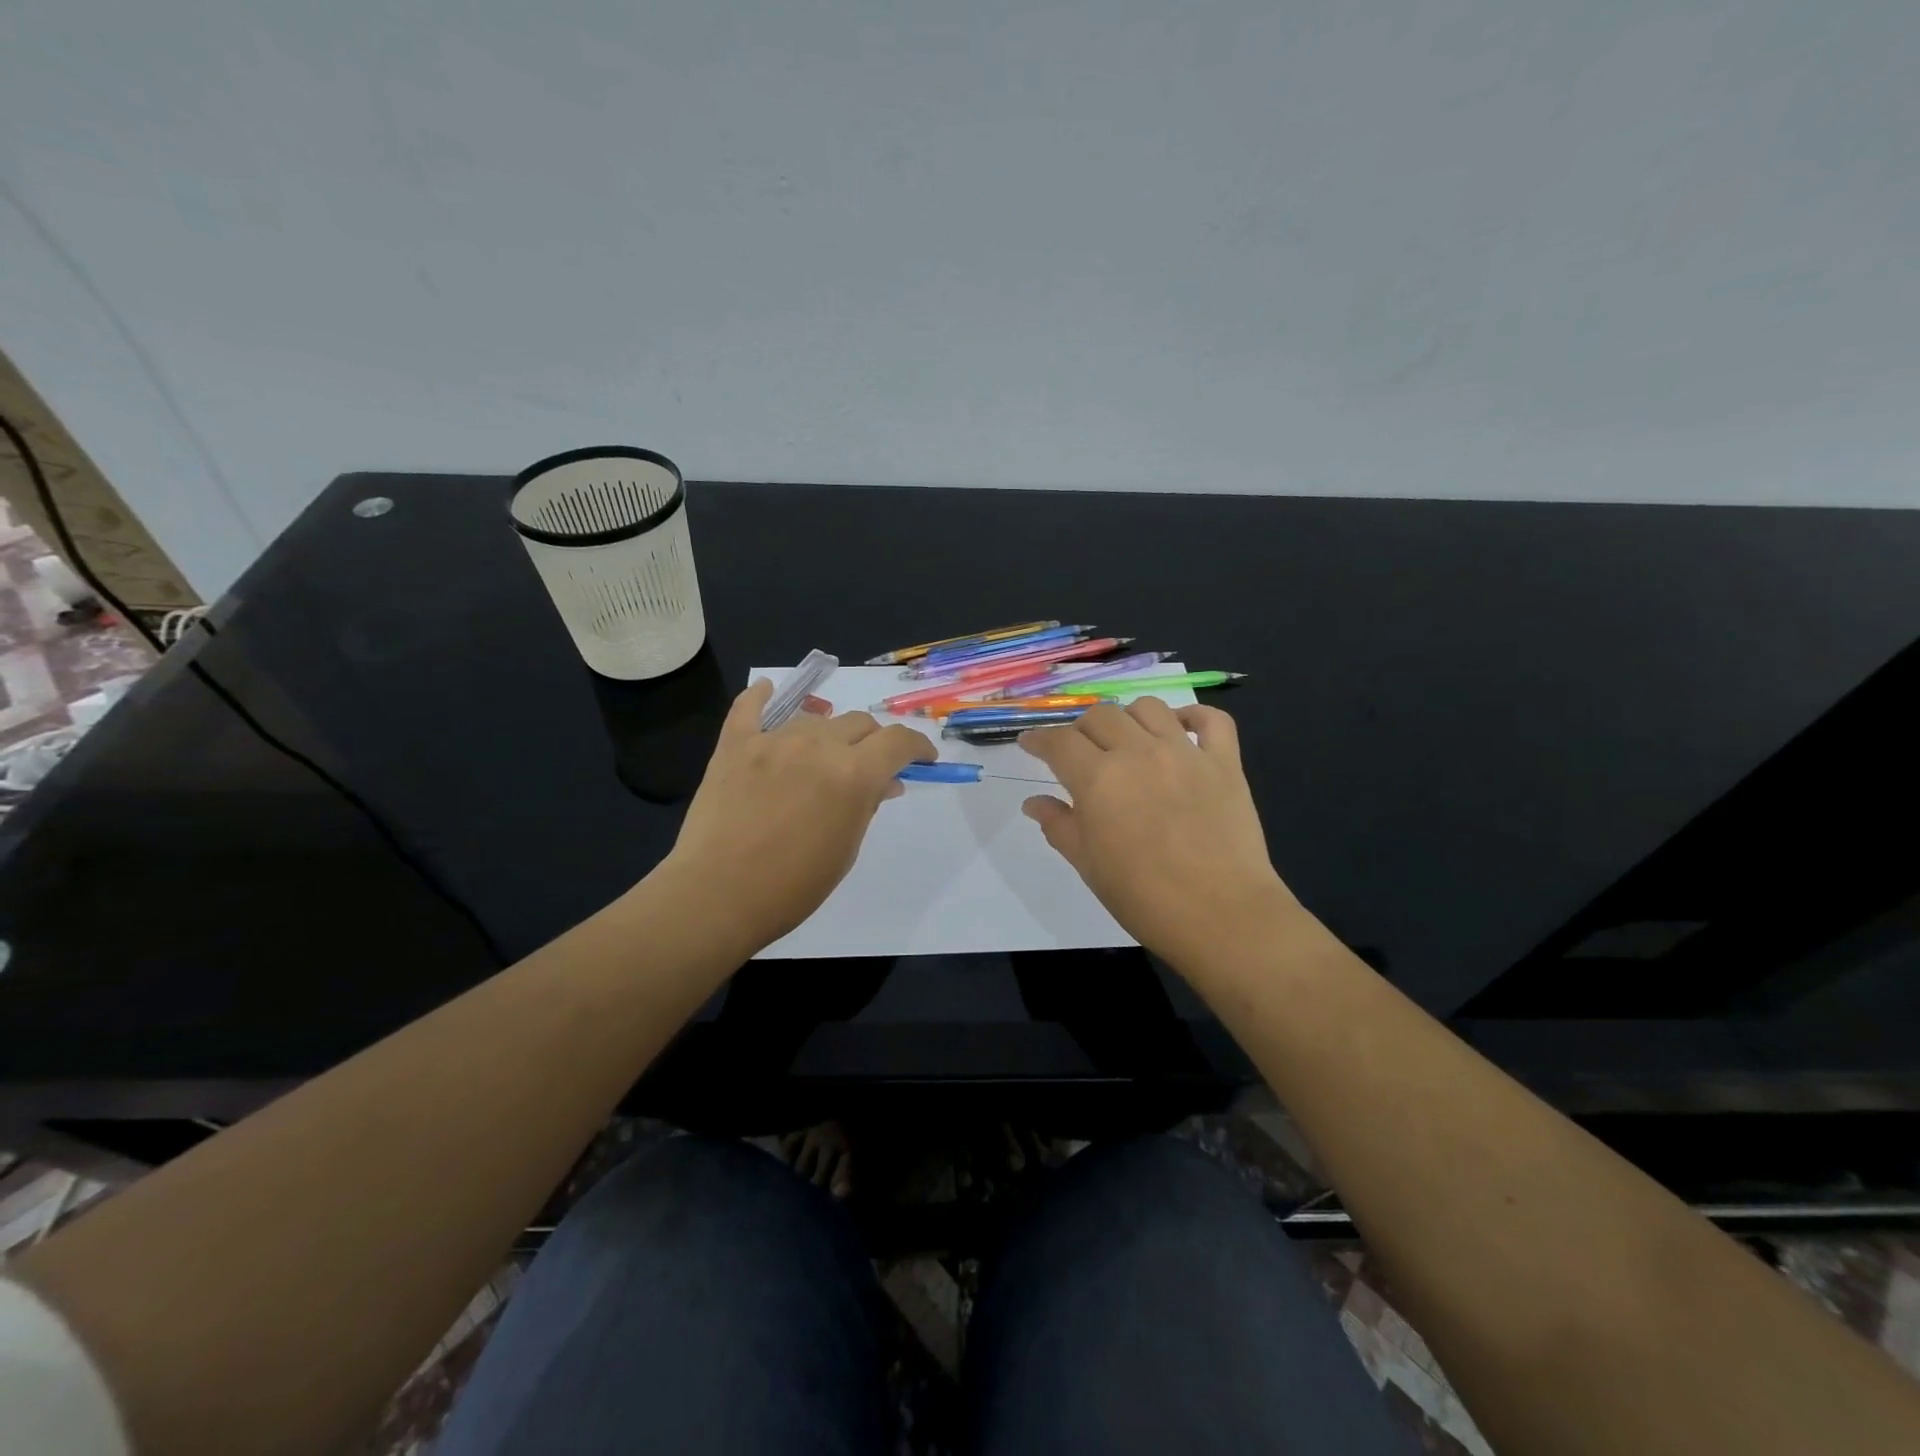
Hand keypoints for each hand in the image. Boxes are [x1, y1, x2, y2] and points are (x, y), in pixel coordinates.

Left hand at [659, 680, 935, 953]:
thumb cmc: (793, 886)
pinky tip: (768, 691)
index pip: (898, 741)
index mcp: (853, 773)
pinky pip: (749, 708)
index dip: (917, 746)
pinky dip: (761, 698)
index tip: (923, 758)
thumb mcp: (846, 849)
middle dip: (874, 742)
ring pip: (815, 720)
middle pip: (859, 724)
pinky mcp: (735, 745)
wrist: (717, 896)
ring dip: (829, 735)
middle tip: (870, 766)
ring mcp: (773, 740)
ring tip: (822, 758)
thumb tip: (884, 783)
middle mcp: (817, 745)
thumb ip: (867, 805)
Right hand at [1018, 700, 1295, 973]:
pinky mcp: (1225, 763)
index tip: (1030, 743)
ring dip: (1129, 718)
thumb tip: (1034, 803)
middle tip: (1080, 753)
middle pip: (1101, 715)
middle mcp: (1139, 753)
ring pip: (1149, 707)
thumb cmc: (1143, 897)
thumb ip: (1059, 825)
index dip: (1039, 740)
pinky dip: (1194, 717)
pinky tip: (1182, 730)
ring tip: (1127, 741)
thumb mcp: (1088, 864)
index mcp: (1098, 779)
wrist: (1220, 915)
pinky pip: (1212, 720)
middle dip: (1081, 729)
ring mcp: (1185, 753)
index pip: (1059, 742)